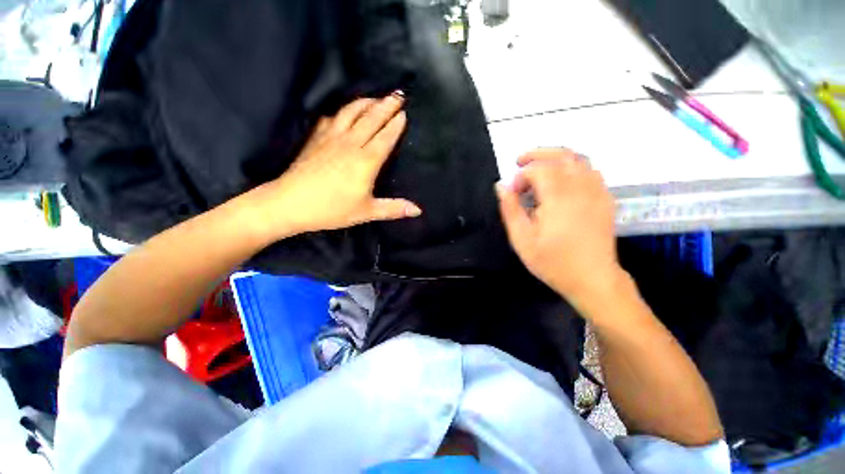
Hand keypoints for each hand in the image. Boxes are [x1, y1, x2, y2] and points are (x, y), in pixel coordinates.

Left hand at [246, 93, 421, 239]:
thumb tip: (418, 210)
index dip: (396, 125)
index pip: (385, 137)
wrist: (290, 203)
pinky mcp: (316, 138)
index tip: (404, 113)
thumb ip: (394, 208)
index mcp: (366, 161)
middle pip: (372, 119)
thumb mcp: (367, 212)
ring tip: (376, 97)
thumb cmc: (332, 209)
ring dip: (366, 102)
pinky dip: (342, 111)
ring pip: (352, 112)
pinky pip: (332, 118)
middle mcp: (351, 144)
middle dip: (387, 105)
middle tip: (398, 95)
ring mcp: (331, 138)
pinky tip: (345, 111)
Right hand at [496, 148, 621, 304]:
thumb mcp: (522, 239)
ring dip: (555, 158)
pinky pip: (590, 170)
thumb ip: (510, 209)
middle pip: (561, 154)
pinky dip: (572, 167)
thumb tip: (501, 186)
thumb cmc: (553, 262)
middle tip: (519, 162)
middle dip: (537, 154)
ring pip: (578, 159)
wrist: (592, 279)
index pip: (538, 169)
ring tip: (538, 169)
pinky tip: (561, 180)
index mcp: (559, 197)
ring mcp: (597, 191)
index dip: (520, 177)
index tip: (513, 194)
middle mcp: (581, 188)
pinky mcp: (605, 198)